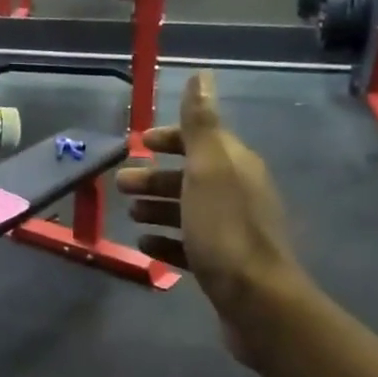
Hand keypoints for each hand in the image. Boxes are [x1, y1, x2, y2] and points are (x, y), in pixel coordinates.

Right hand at [117, 71, 310, 363]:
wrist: (256, 300)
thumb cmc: (225, 229)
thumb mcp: (208, 169)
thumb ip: (200, 124)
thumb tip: (201, 76)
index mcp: (235, 165)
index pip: (201, 138)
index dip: (169, 138)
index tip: (138, 145)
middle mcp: (237, 192)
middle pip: (191, 176)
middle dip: (155, 177)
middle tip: (120, 184)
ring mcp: (231, 230)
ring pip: (189, 210)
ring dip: (158, 207)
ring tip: (130, 214)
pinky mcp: (223, 263)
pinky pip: (190, 244)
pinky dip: (167, 240)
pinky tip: (145, 246)